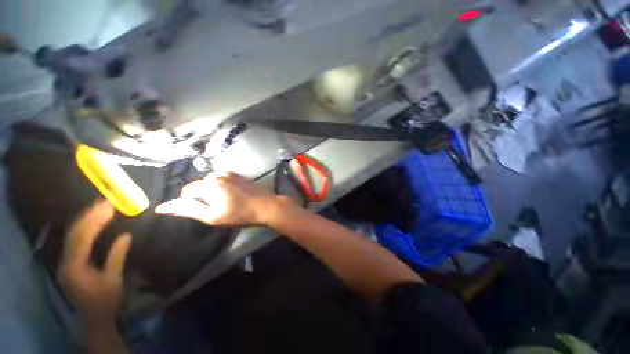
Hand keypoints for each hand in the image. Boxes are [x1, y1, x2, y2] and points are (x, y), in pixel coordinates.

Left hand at [57, 200, 131, 330]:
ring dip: (85, 220)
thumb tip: (125, 235)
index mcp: (74, 268)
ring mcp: (65, 263)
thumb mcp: (114, 280)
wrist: (94, 319)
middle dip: (88, 216)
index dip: (94, 220)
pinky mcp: (69, 264)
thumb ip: (116, 257)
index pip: (81, 238)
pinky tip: (91, 222)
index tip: (109, 207)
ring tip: (99, 208)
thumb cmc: (106, 301)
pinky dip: (83, 229)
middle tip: (105, 202)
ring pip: (71, 236)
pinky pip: (73, 241)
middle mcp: (65, 262)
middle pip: (73, 234)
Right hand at [155, 172, 279, 225]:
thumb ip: (187, 209)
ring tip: (227, 203)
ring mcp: (229, 173)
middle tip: (218, 208)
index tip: (205, 212)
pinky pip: (222, 180)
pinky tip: (233, 196)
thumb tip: (161, 207)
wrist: (265, 205)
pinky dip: (222, 188)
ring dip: (213, 192)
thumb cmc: (239, 213)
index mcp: (209, 183)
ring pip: (210, 183)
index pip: (187, 191)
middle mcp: (217, 174)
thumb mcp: (212, 216)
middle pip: (199, 186)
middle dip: (203, 197)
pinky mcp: (238, 175)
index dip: (191, 203)